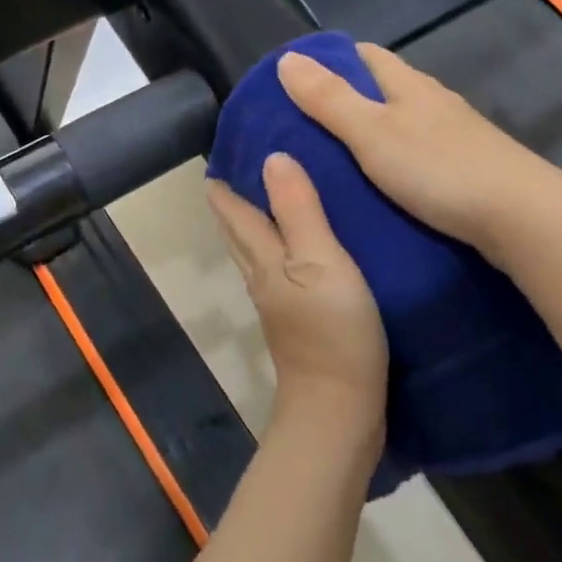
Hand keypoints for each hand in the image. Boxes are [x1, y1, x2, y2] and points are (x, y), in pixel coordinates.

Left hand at [206, 153, 387, 449]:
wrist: (339, 408)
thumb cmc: (332, 330)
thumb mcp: (320, 260)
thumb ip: (298, 210)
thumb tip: (272, 157)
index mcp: (264, 258)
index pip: (236, 211)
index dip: (225, 184)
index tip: (222, 154)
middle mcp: (263, 277)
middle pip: (239, 233)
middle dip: (234, 201)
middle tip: (240, 169)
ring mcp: (279, 303)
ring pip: (257, 253)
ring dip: (255, 224)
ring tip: (268, 198)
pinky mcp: (300, 322)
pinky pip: (281, 272)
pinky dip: (279, 250)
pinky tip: (299, 249)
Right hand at [276, 44, 560, 256]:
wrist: (519, 216)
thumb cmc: (439, 168)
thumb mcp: (372, 133)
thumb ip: (330, 99)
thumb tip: (288, 57)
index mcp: (409, 85)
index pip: (366, 54)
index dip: (331, 59)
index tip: (296, 80)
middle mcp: (434, 101)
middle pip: (385, 88)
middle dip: (347, 98)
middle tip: (305, 127)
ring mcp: (455, 135)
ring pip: (404, 122)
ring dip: (372, 132)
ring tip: (335, 159)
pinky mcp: (467, 167)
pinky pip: (419, 153)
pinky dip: (394, 160)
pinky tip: (382, 184)